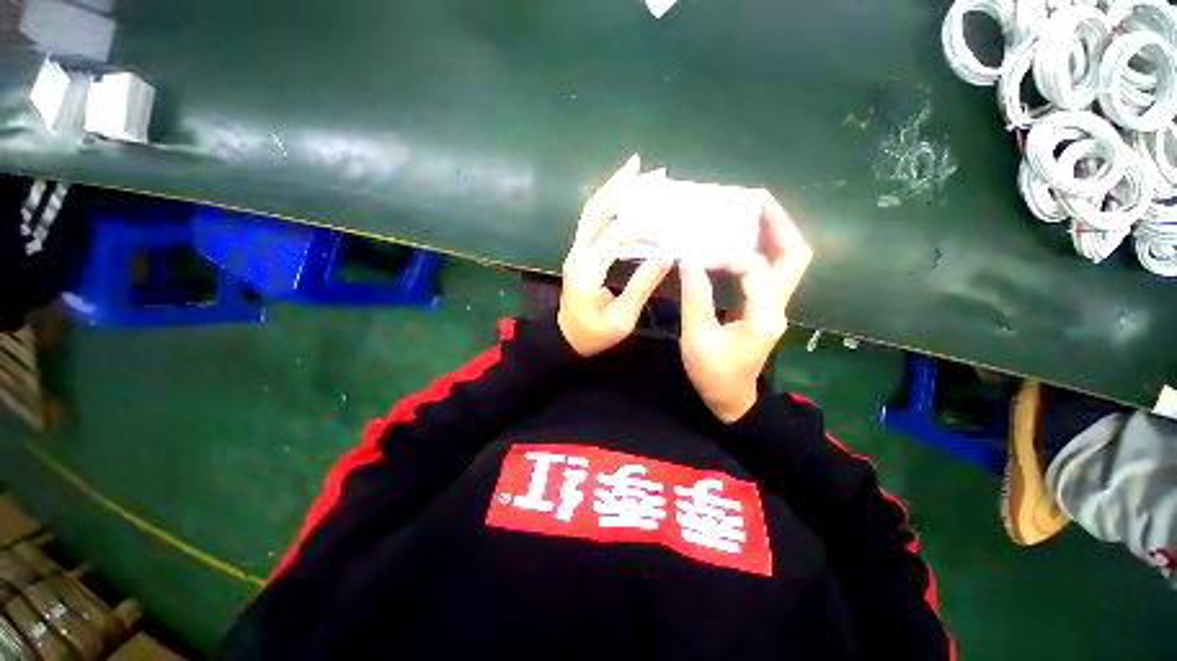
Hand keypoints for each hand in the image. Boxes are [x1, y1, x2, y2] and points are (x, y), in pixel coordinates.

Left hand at [558, 156, 671, 356]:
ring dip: (614, 190)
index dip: (642, 224)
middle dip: (622, 188)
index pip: (613, 237)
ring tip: (637, 170)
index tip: (668, 217)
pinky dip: (609, 205)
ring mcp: (575, 252)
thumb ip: (642, 286)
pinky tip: (625, 195)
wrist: (567, 339)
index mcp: (585, 273)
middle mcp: (576, 255)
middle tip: (651, 171)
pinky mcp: (580, 253)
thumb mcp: (622, 319)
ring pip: (592, 212)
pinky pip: (593, 222)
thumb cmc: (594, 335)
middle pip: (596, 212)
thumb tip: (667, 255)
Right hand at [679, 191, 812, 421]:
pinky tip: (737, 242)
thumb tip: (689, 260)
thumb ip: (695, 298)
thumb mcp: (698, 339)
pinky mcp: (762, 307)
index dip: (726, 257)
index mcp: (765, 315)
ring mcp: (773, 306)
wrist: (730, 399)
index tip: (696, 259)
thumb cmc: (713, 374)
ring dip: (772, 233)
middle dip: (778, 223)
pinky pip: (768, 271)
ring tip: (749, 212)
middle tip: (755, 199)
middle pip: (795, 255)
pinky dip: (758, 250)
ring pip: (786, 260)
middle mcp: (778, 306)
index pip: (754, 269)